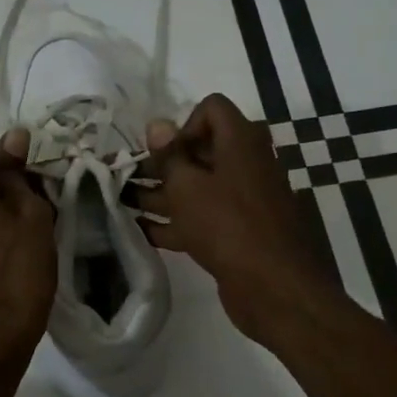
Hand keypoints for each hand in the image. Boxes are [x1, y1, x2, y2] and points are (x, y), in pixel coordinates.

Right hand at [136, 93, 341, 343]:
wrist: (274, 287)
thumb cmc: (227, 225)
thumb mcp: (188, 187)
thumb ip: (169, 155)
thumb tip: (157, 123)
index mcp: (241, 142)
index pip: (212, 109)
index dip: (183, 124)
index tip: (163, 153)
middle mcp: (245, 165)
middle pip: (200, 152)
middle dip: (161, 164)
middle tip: (126, 176)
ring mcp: (243, 201)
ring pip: (197, 188)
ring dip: (160, 194)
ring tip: (121, 202)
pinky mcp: (237, 233)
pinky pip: (202, 218)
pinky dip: (174, 222)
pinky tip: (141, 232)